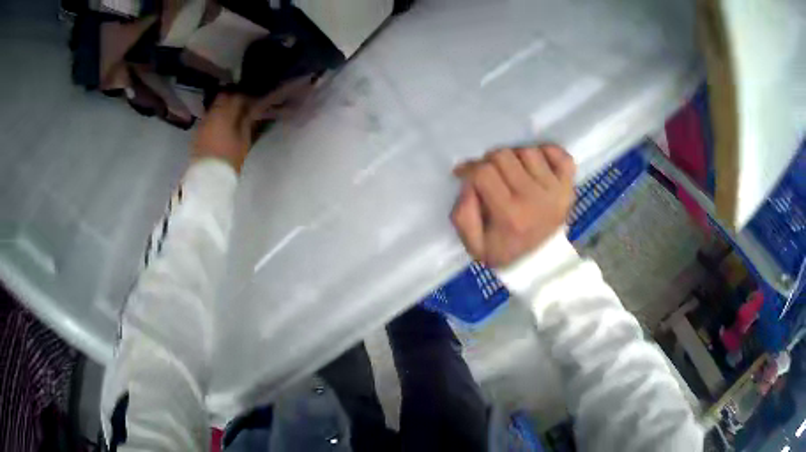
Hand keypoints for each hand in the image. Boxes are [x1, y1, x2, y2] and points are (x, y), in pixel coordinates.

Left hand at [192, 93, 258, 172]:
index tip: (251, 103)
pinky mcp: (197, 133)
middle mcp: (211, 115)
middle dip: (232, 100)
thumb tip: (250, 110)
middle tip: (241, 108)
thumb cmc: (229, 159)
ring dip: (222, 109)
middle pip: (222, 98)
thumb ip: (246, 122)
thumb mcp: (244, 141)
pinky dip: (215, 119)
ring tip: (230, 118)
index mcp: (224, 115)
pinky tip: (220, 128)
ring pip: (213, 108)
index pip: (236, 97)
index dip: (245, 98)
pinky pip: (207, 119)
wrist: (208, 178)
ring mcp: (202, 124)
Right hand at [451, 146, 575, 267]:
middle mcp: (535, 199)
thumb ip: (462, 214)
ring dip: (516, 158)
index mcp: (510, 215)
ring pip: (527, 151)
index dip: (469, 169)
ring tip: (513, 174)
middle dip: (490, 163)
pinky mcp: (569, 186)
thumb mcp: (474, 245)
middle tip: (490, 176)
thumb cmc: (504, 252)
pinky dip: (547, 153)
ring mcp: (556, 191)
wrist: (540, 263)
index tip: (465, 174)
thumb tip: (468, 182)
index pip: (483, 173)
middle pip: (503, 156)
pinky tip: (536, 166)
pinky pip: (560, 154)